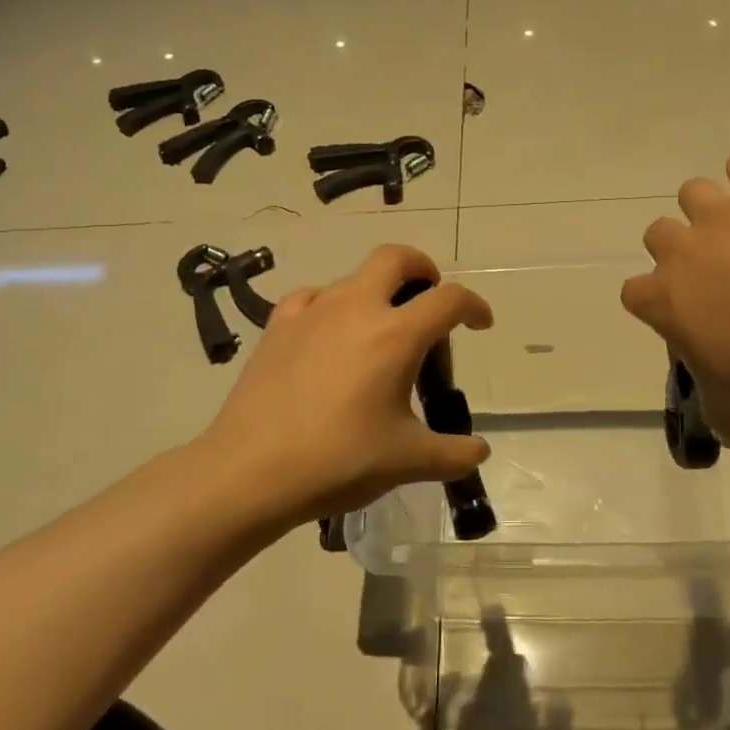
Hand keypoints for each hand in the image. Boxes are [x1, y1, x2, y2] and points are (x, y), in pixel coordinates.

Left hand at [200, 244, 492, 529]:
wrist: (249, 471)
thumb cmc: (338, 460)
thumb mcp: (406, 461)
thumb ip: (452, 453)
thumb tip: (480, 452)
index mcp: (396, 335)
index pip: (449, 300)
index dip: (473, 306)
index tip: (480, 324)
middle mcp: (356, 308)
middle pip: (396, 258)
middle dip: (422, 268)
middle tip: (428, 298)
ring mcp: (312, 312)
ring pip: (354, 278)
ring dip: (377, 292)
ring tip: (378, 334)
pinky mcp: (278, 325)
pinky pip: (313, 298)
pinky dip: (331, 307)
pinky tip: (328, 336)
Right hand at [622, 152, 729, 446]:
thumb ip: (723, 418)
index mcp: (661, 298)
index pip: (633, 291)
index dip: (653, 301)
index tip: (678, 314)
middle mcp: (680, 250)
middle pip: (657, 232)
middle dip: (679, 249)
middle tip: (713, 271)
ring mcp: (720, 216)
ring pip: (693, 192)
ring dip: (710, 208)